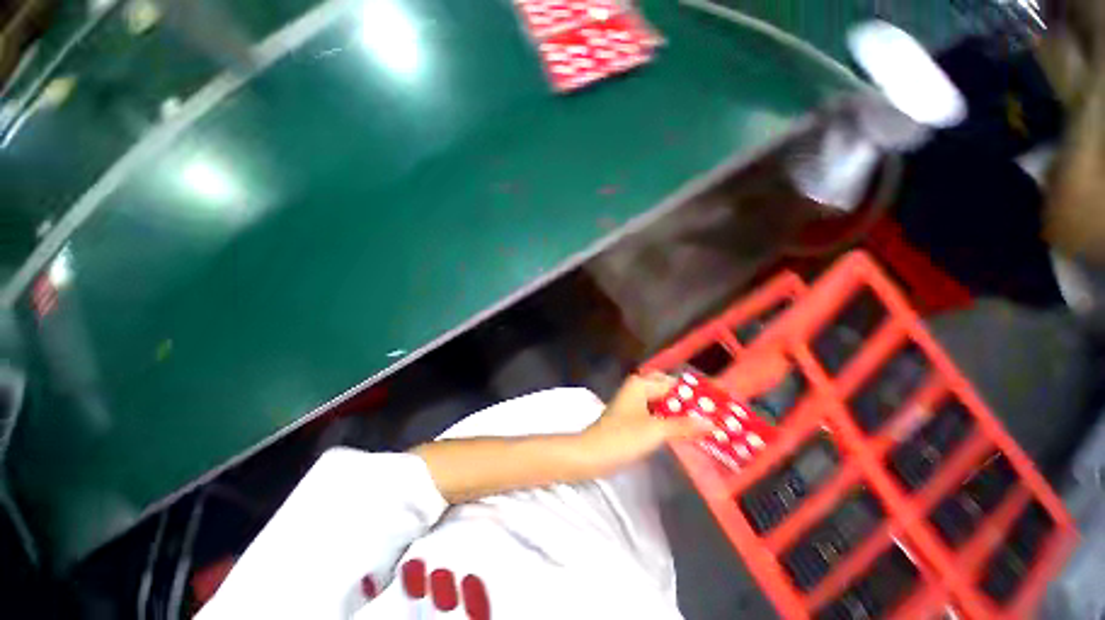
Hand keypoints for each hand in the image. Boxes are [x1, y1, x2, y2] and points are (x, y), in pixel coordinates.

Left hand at [580, 373, 713, 475]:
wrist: (592, 454)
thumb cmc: (623, 437)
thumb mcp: (656, 431)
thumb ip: (683, 425)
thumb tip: (711, 423)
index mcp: (641, 384)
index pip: (675, 383)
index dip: (696, 393)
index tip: (719, 402)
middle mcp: (638, 389)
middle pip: (669, 392)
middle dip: (690, 403)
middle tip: (715, 415)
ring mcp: (635, 404)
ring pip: (664, 404)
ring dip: (682, 414)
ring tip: (707, 425)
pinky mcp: (633, 418)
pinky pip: (657, 415)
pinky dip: (671, 421)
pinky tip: (686, 433)